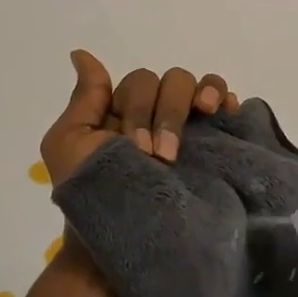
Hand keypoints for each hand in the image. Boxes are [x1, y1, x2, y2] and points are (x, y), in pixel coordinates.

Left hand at [38, 49, 238, 182]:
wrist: (124, 243)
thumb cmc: (91, 196)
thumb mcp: (69, 145)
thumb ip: (84, 99)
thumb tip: (81, 53)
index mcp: (125, 112)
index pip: (140, 82)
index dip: (139, 108)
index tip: (135, 147)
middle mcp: (158, 115)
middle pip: (172, 81)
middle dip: (166, 113)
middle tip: (161, 156)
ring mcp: (189, 130)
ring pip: (199, 86)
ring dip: (199, 97)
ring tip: (205, 114)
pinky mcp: (213, 145)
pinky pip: (225, 105)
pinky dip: (227, 98)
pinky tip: (227, 110)